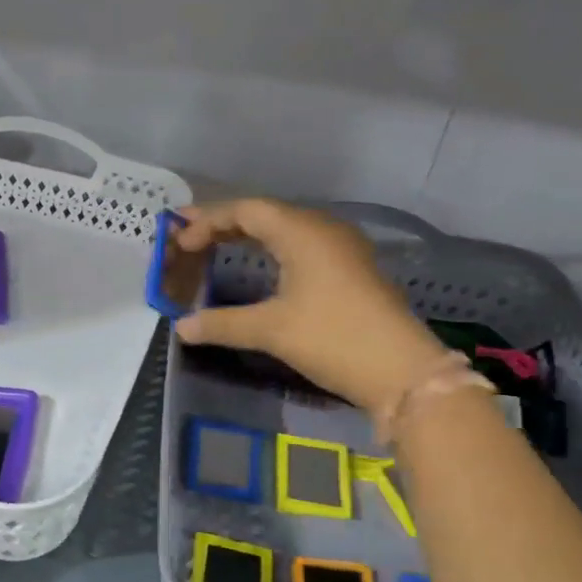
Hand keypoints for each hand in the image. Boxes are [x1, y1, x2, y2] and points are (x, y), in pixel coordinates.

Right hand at [170, 198, 444, 410]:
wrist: (401, 370)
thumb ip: (222, 324)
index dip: (208, 222)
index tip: (179, 242)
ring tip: (216, 247)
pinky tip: (261, 266)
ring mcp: (341, 248)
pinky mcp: (350, 268)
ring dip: (249, 235)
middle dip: (224, 224)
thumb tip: (181, 327)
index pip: (246, 210)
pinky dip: (272, 249)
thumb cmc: (332, 338)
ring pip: (285, 229)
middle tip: (188, 238)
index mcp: (302, 231)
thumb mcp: (271, 330)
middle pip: (265, 213)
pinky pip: (301, 245)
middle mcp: (322, 229)